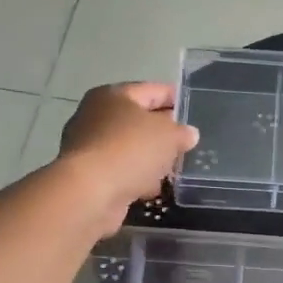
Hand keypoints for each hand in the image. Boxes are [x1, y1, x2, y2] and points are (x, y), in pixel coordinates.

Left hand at [56, 82, 198, 233]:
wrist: (90, 192)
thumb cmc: (130, 150)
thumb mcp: (169, 136)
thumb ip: (182, 132)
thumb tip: (188, 134)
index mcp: (113, 95)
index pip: (152, 90)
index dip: (175, 97)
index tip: (194, 108)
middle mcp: (96, 115)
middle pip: (138, 119)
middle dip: (163, 131)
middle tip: (187, 142)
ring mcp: (89, 146)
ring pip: (130, 147)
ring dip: (150, 158)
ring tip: (174, 169)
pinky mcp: (88, 174)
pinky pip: (120, 170)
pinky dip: (136, 177)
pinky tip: (152, 188)